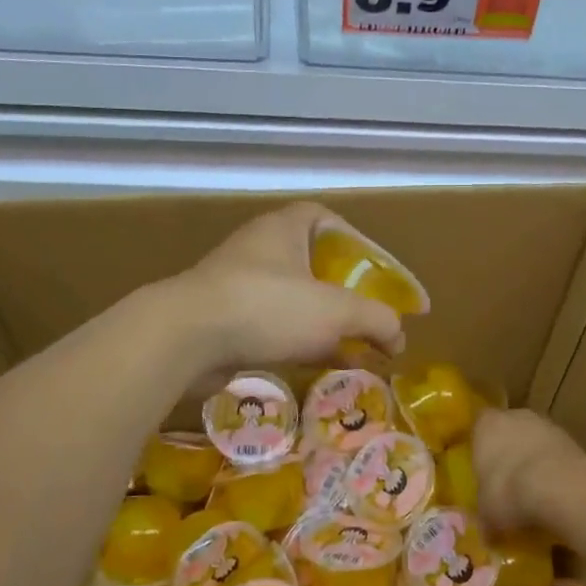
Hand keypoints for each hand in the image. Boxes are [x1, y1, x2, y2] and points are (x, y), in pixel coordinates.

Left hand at [169, 203, 407, 373]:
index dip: (356, 242)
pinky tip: (318, 366)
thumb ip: (377, 320)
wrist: (185, 338)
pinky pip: (271, 326)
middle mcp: (260, 249)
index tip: (376, 272)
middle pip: (313, 264)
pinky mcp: (223, 319)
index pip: (326, 219)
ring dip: (323, 323)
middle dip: (344, 292)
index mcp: (285, 228)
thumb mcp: (336, 311)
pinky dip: (297, 342)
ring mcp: (237, 284)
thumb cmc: (268, 307)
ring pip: (292, 300)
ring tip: (352, 350)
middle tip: (368, 316)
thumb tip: (399, 337)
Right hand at [472, 408, 583, 534]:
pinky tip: (556, 493)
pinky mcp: (572, 439)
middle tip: (507, 482)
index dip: (481, 447)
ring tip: (534, 492)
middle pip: (509, 431)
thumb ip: (485, 517)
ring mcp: (546, 425)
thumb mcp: (487, 512)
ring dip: (535, 460)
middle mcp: (515, 416)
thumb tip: (486, 534)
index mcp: (486, 425)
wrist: (559, 487)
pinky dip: (555, 469)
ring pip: (535, 441)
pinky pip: (556, 454)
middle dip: (509, 452)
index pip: (478, 427)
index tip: (482, 468)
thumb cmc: (508, 491)